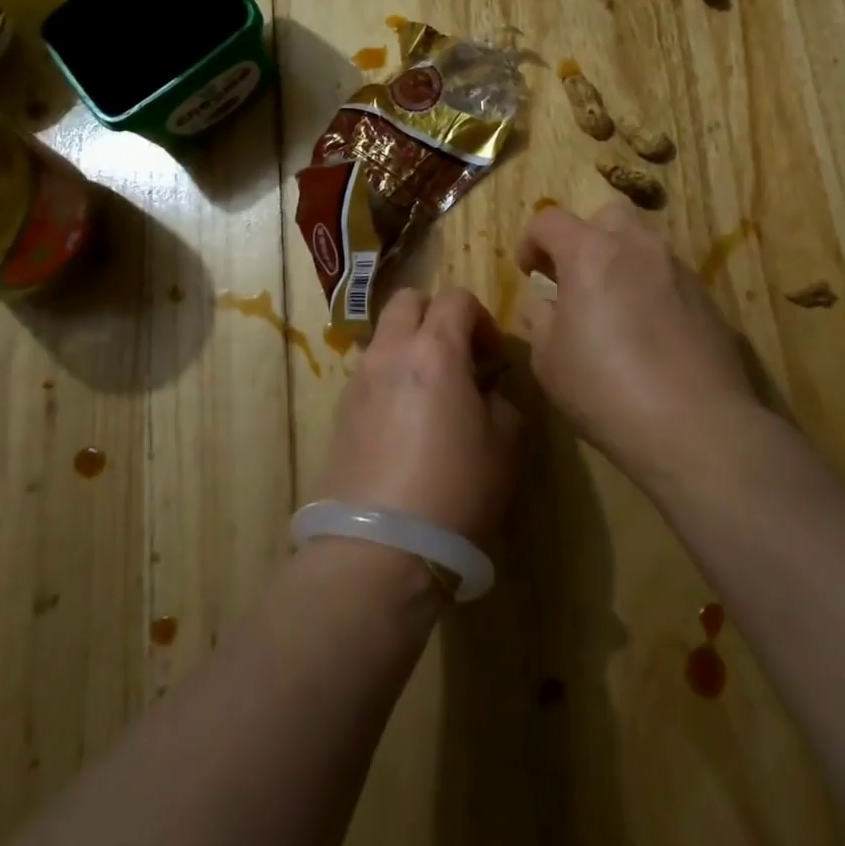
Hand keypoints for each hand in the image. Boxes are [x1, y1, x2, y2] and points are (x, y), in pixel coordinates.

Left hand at [316, 286, 520, 544]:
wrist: (380, 547)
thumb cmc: (456, 489)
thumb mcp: (504, 444)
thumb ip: (501, 400)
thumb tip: (485, 389)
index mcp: (434, 350)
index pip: (456, 297)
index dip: (481, 318)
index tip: (493, 356)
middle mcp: (389, 352)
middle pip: (408, 300)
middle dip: (437, 315)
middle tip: (458, 356)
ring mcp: (358, 380)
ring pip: (385, 336)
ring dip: (410, 346)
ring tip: (431, 394)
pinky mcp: (340, 411)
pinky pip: (370, 372)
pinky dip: (391, 377)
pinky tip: (405, 423)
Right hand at [515, 202, 775, 486]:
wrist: (697, 427)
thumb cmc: (606, 388)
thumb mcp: (549, 360)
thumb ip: (540, 320)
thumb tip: (545, 305)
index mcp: (591, 253)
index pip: (550, 220)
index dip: (531, 240)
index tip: (527, 271)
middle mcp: (638, 248)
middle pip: (607, 215)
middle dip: (584, 237)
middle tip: (573, 277)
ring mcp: (679, 271)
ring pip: (644, 244)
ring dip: (620, 261)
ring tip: (611, 306)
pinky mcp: (708, 300)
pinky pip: (669, 277)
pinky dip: (650, 289)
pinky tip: (647, 334)